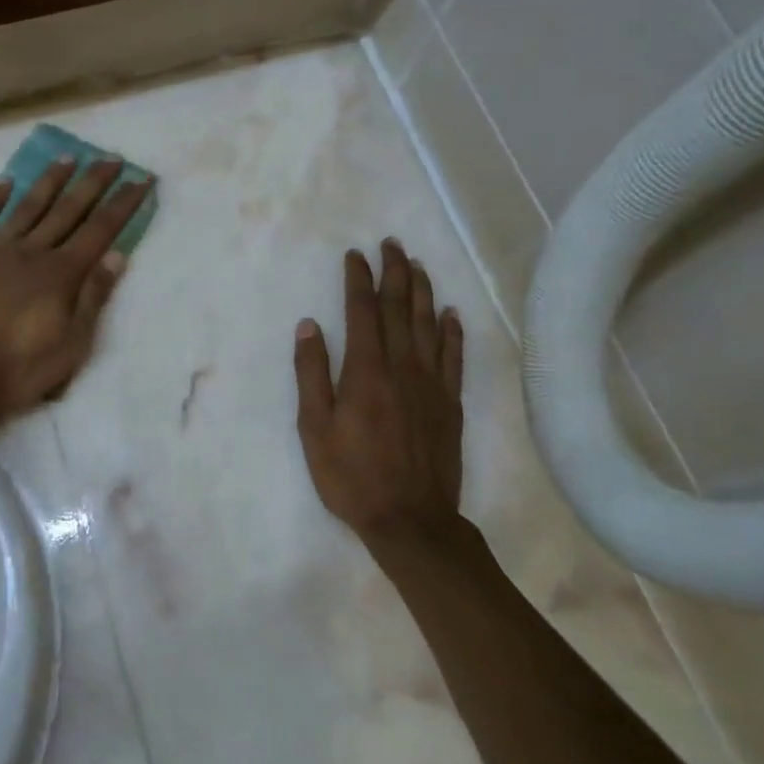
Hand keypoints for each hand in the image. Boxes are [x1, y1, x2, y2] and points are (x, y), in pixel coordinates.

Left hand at [0, 157, 150, 425]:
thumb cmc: (17, 367)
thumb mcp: (71, 345)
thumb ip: (93, 298)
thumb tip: (117, 256)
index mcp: (61, 274)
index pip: (101, 230)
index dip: (123, 203)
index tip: (141, 179)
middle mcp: (32, 252)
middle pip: (68, 209)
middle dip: (93, 182)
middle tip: (112, 158)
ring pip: (28, 206)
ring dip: (50, 181)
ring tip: (68, 157)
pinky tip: (5, 183)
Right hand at [294, 240, 481, 568]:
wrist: (410, 519)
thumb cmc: (351, 476)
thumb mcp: (314, 429)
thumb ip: (311, 375)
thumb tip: (309, 326)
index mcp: (365, 371)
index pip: (362, 312)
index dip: (358, 280)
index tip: (355, 255)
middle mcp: (402, 367)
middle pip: (400, 309)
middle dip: (395, 272)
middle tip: (392, 244)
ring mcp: (432, 383)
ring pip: (429, 325)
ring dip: (423, 291)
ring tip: (418, 264)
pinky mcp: (451, 402)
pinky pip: (454, 356)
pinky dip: (453, 331)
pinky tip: (451, 313)